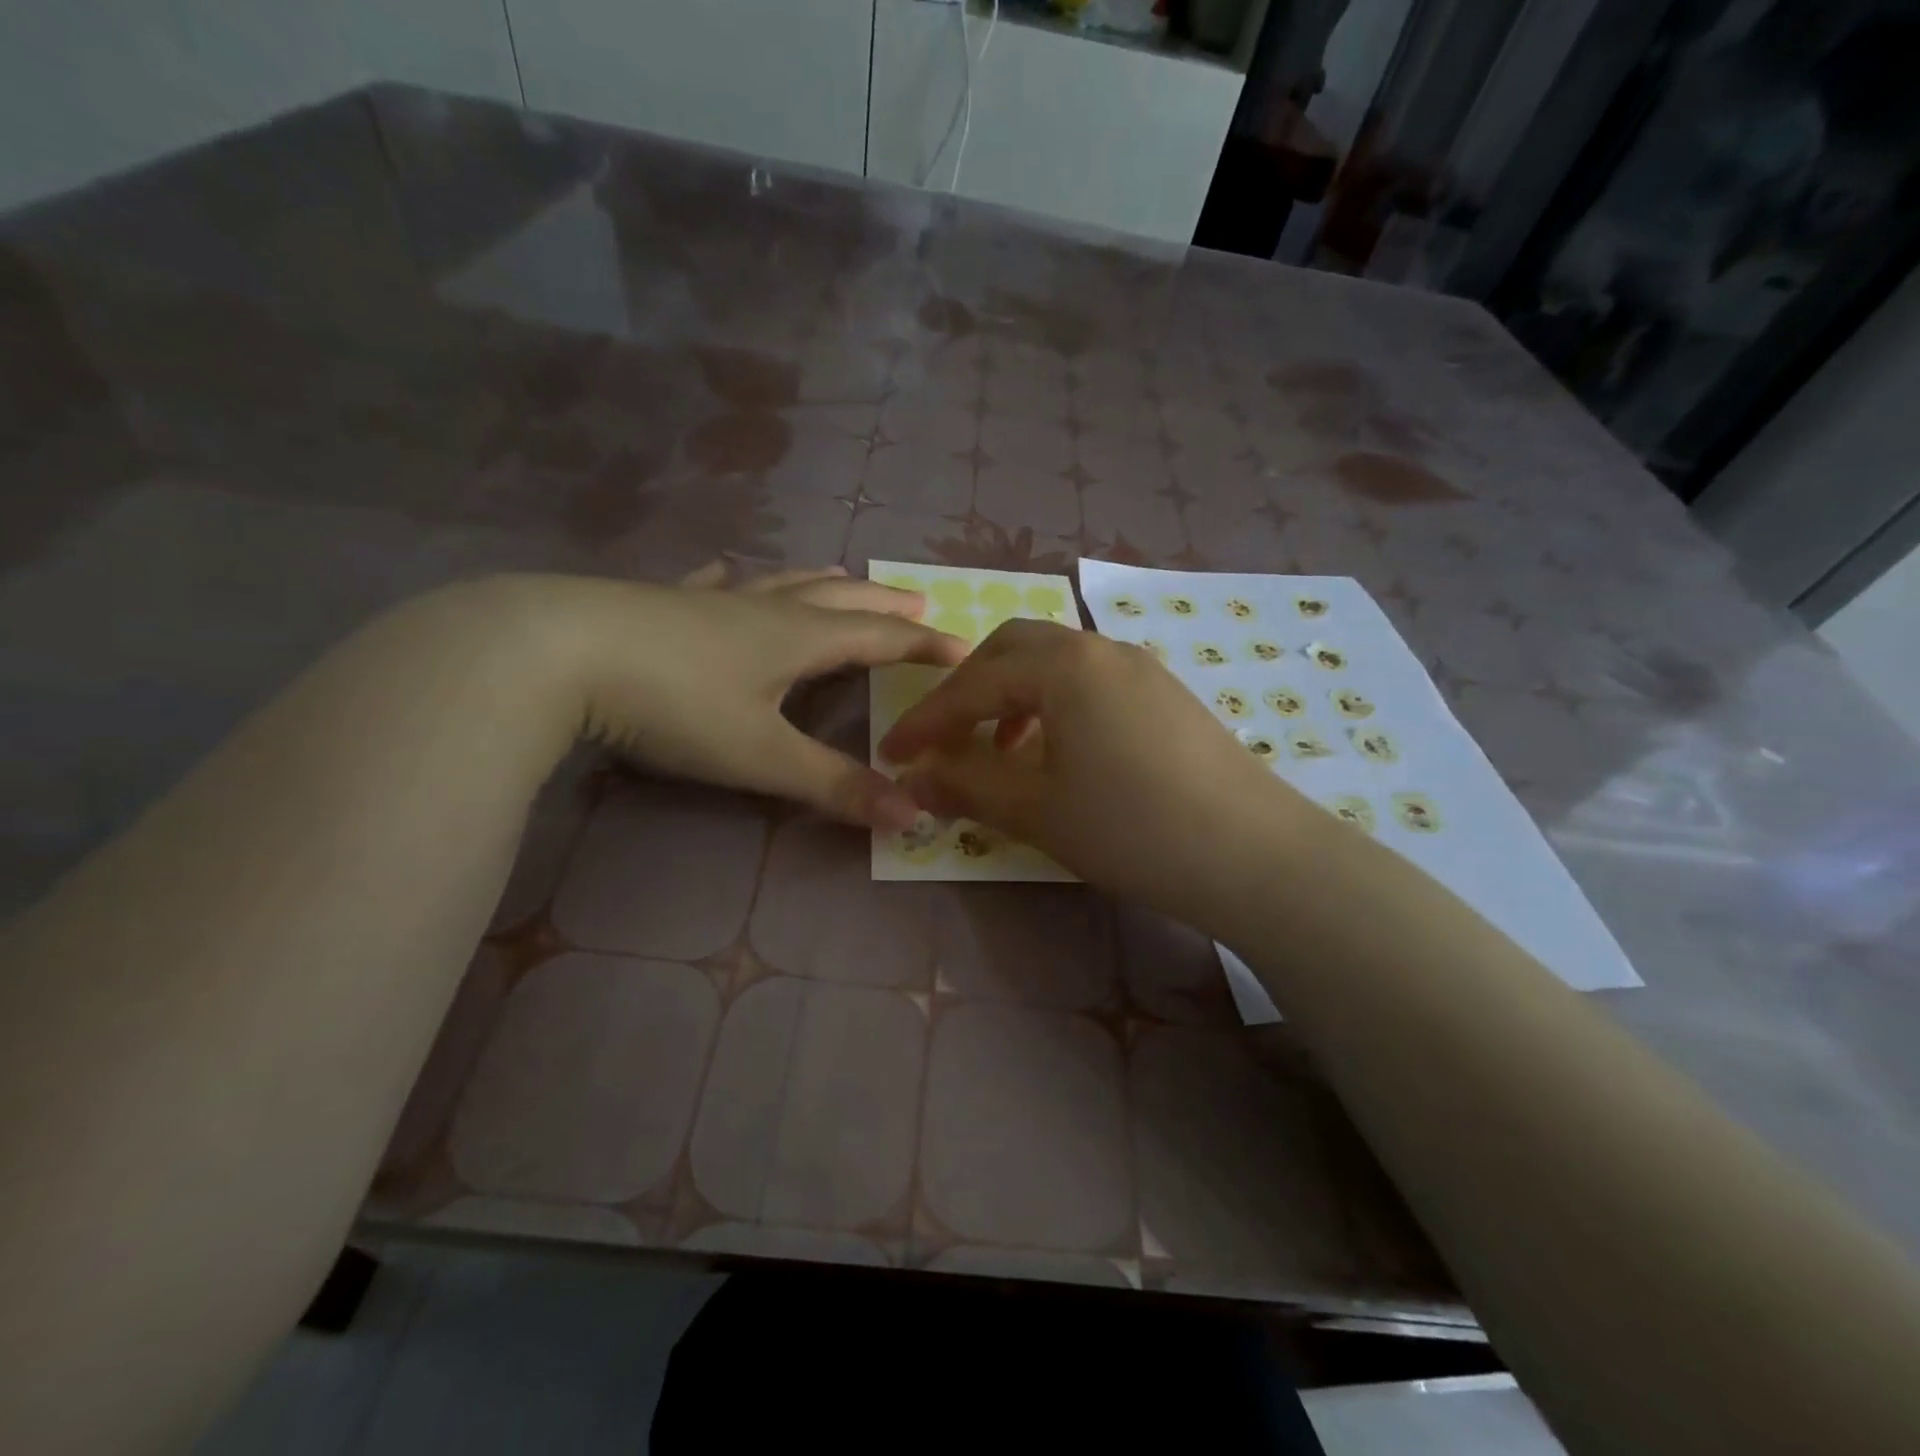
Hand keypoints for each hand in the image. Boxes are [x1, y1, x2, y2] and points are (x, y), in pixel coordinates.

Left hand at [496, 566, 967, 830]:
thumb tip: (913, 816)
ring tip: (847, 580)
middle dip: (885, 605)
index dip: (926, 646)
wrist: (559, 653)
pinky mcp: (666, 602)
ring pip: (785, 584)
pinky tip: (726, 574)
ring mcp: (713, 599)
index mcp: (800, 639)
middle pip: (842, 599)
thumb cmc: (676, 705)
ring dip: (825, 584)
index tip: (965, 649)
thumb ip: (836, 787)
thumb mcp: (762, 756)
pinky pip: (715, 583)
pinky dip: (737, 579)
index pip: (882, 638)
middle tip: (919, 602)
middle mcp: (766, 609)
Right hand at [878, 619, 1305, 924]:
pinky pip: (1090, 682)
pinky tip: (1058, 753)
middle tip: (945, 739)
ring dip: (1012, 696)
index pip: (973, 683)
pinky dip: (1054, 706)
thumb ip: (967, 785)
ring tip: (1000, 750)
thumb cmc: (1133, 828)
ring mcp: (1141, 668)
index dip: (926, 720)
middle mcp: (1102, 649)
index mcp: (1064, 666)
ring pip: (1055, 663)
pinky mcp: (1166, 695)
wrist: (1256, 856)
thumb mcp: (1037, 809)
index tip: (891, 752)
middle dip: (968, 690)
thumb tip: (912, 778)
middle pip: (1013, 649)